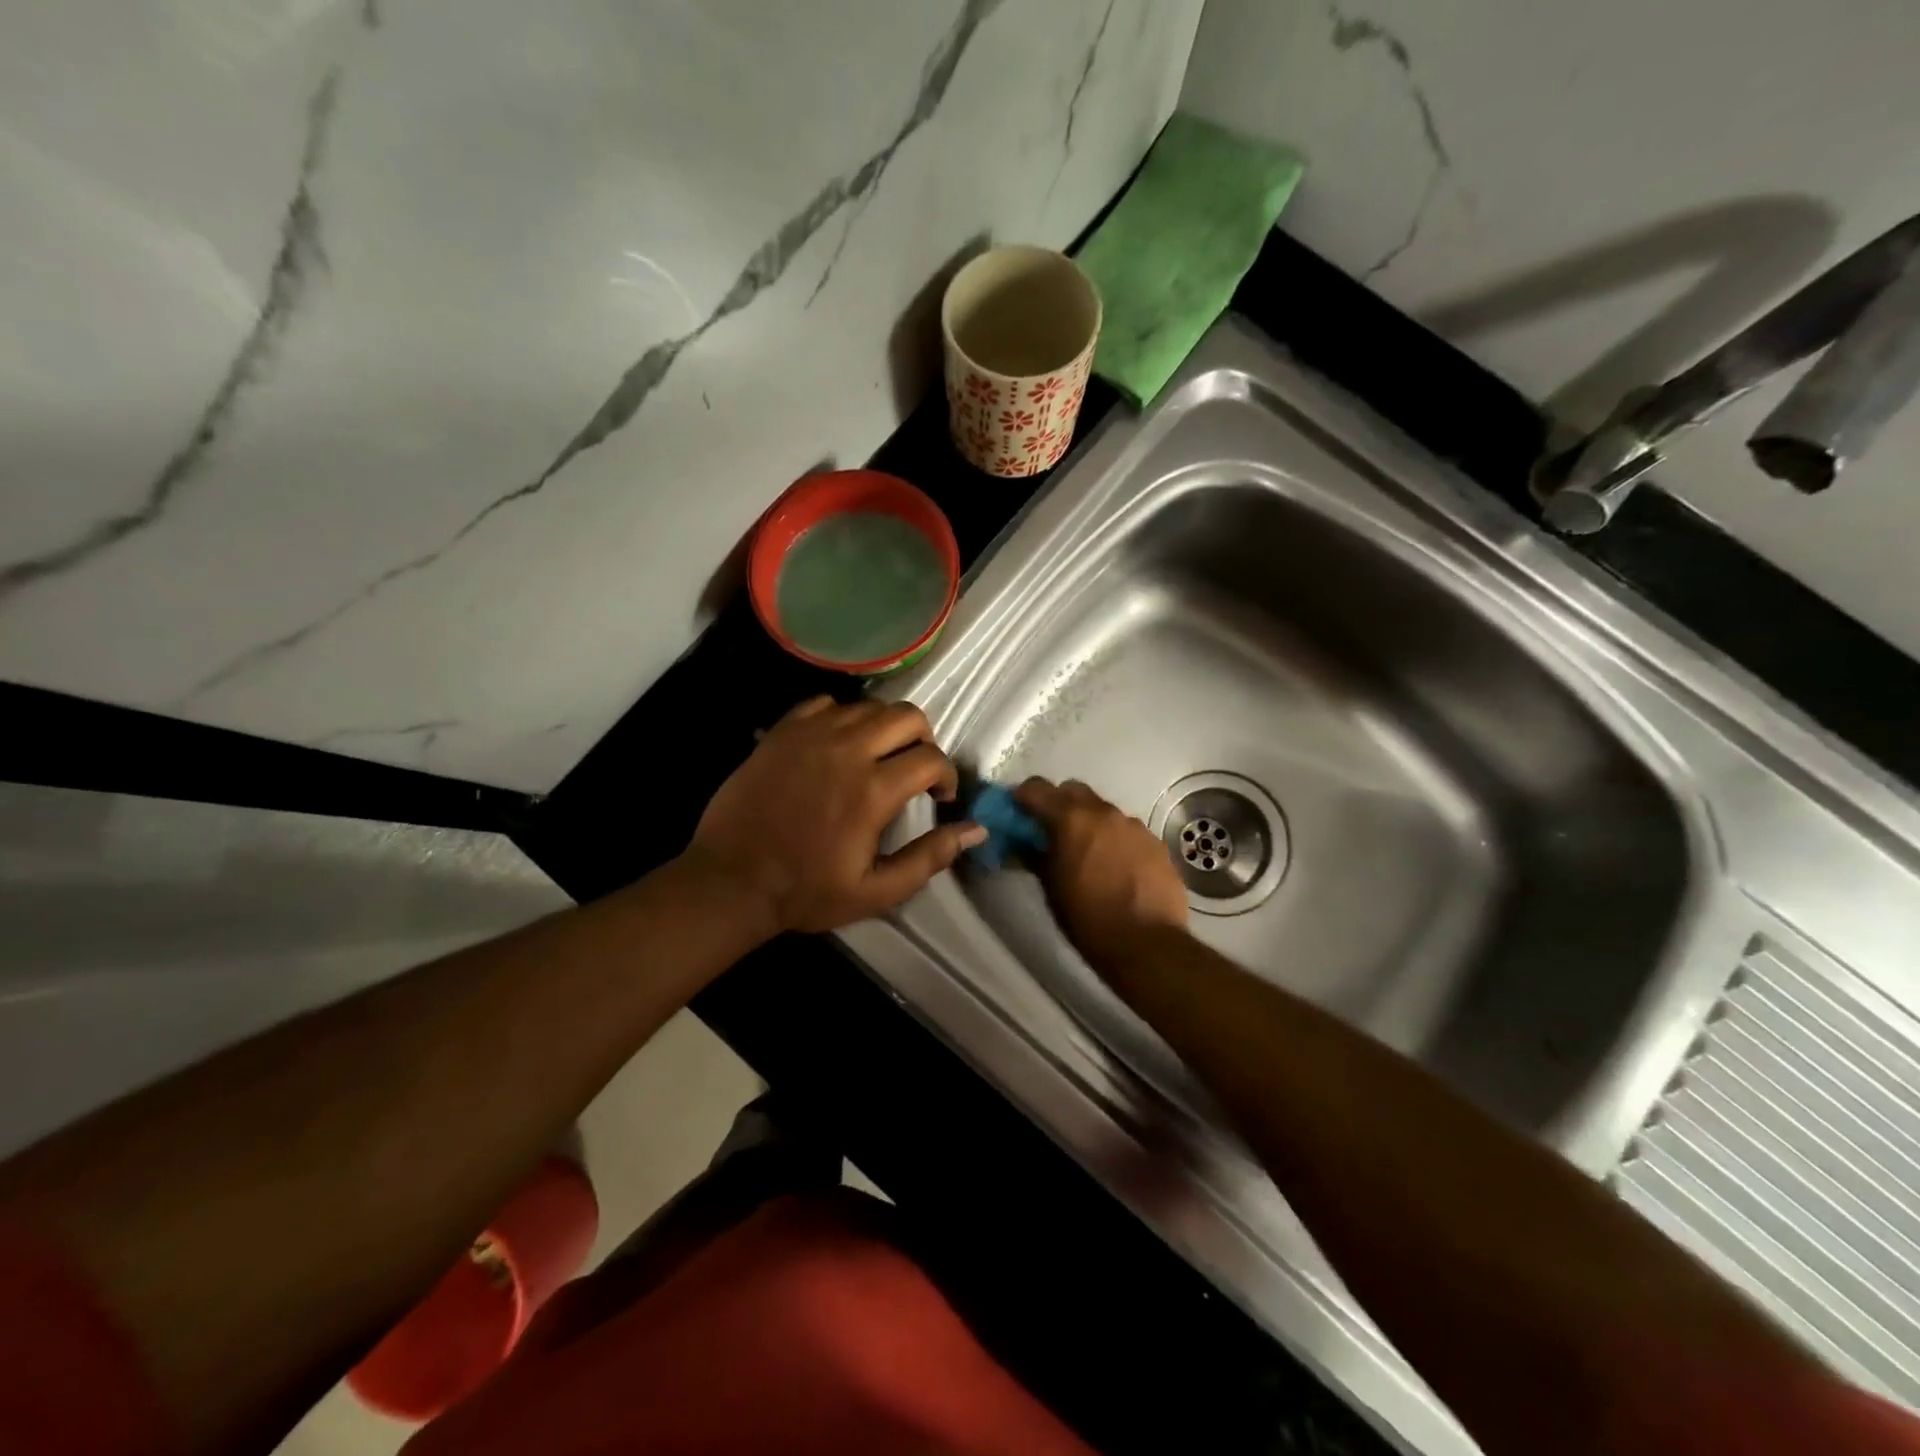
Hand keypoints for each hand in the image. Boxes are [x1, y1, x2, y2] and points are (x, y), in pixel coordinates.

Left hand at [686, 696, 985, 934]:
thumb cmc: (807, 891)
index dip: (946, 776)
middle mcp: (847, 750)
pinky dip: (842, 717)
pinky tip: (837, 744)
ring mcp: (811, 735)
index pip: (931, 758)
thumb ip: (930, 857)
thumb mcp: (877, 890)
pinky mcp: (783, 731)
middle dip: (923, 740)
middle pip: (907, 716)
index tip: (940, 797)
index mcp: (873, 790)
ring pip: (868, 706)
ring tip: (878, 756)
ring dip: (885, 728)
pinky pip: (825, 703)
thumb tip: (976, 829)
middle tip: (914, 768)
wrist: (731, 880)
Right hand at [1015, 778, 1188, 968]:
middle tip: (1051, 831)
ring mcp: (1134, 825)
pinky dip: (1115, 840)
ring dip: (1090, 823)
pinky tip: (1116, 867)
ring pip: (1103, 810)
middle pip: (1074, 791)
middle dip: (1058, 804)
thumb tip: (1022, 843)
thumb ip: (1035, 855)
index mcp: (1071, 819)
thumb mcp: (1050, 888)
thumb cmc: (1087, 918)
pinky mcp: (1156, 843)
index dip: (1023, 797)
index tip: (1018, 813)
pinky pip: (1127, 831)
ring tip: (1087, 854)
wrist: (1146, 944)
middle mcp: (1104, 812)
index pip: (1037, 787)